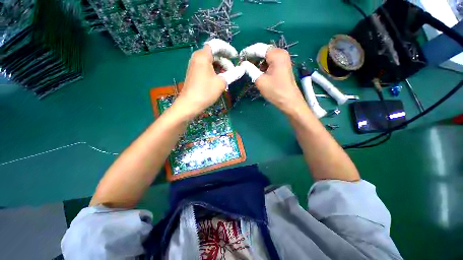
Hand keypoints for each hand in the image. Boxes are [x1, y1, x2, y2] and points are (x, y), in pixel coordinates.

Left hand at [174, 39, 243, 116]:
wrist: (190, 104)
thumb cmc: (206, 92)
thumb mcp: (221, 83)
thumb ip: (232, 74)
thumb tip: (242, 69)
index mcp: (203, 56)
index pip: (216, 45)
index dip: (227, 49)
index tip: (235, 56)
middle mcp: (197, 57)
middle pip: (213, 53)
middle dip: (224, 60)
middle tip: (232, 70)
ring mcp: (194, 65)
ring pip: (210, 61)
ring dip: (220, 66)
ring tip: (227, 76)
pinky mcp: (194, 73)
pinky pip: (206, 67)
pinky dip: (214, 70)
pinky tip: (219, 79)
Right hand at [240, 44, 306, 114]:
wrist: (289, 101)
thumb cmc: (275, 91)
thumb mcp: (260, 80)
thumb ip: (250, 70)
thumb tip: (243, 64)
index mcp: (276, 54)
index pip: (259, 48)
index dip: (248, 52)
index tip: (240, 57)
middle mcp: (281, 53)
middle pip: (264, 51)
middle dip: (253, 57)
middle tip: (244, 64)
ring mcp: (284, 59)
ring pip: (267, 57)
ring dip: (258, 62)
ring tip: (250, 69)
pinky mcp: (283, 66)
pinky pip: (271, 62)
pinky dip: (264, 66)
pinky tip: (259, 72)